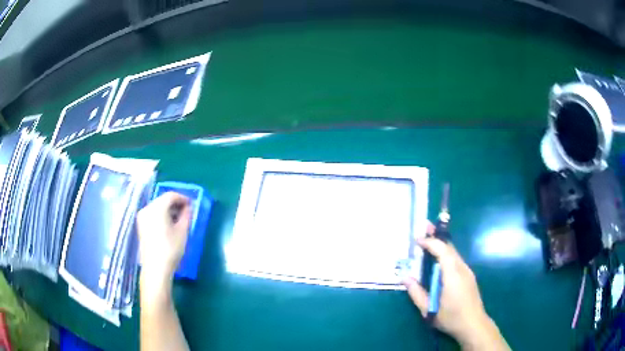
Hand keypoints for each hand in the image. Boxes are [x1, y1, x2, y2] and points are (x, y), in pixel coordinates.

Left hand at [137, 192, 191, 292]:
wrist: (155, 268)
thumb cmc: (171, 249)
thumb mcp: (182, 231)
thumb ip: (186, 216)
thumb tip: (188, 208)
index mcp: (157, 207)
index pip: (171, 195)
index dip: (183, 198)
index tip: (191, 204)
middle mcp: (147, 208)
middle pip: (162, 200)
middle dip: (175, 204)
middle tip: (186, 211)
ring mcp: (142, 217)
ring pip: (157, 207)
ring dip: (168, 210)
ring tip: (178, 220)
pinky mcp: (140, 226)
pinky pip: (152, 214)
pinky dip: (161, 216)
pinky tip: (168, 225)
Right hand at [403, 227, 508, 349]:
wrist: (474, 325)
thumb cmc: (451, 318)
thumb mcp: (429, 309)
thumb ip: (416, 293)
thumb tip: (404, 277)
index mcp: (452, 275)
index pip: (442, 251)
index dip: (430, 242)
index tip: (417, 239)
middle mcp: (462, 269)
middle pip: (449, 247)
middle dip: (437, 236)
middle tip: (424, 227)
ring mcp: (467, 272)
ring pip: (454, 253)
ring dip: (441, 245)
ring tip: (429, 241)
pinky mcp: (469, 276)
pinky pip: (456, 260)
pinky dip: (446, 254)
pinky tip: (438, 261)